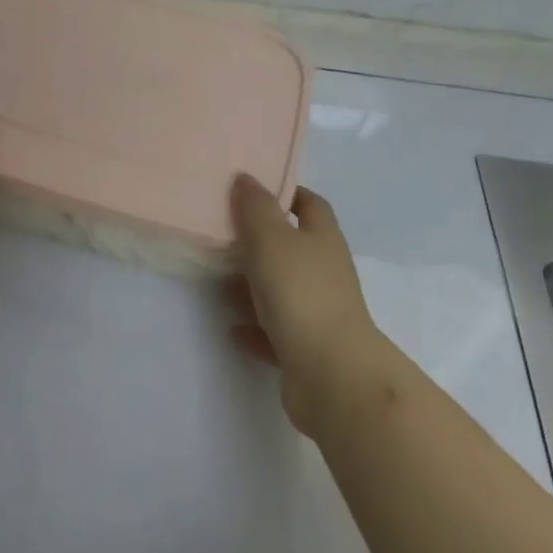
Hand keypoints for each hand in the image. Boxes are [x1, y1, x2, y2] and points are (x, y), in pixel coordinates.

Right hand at [228, 175, 380, 436]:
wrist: (332, 375)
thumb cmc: (301, 293)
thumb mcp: (271, 238)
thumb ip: (256, 207)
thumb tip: (246, 177)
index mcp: (323, 238)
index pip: (310, 204)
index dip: (287, 192)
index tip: (254, 189)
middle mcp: (326, 271)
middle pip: (294, 246)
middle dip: (262, 240)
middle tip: (225, 233)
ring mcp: (319, 312)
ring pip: (283, 289)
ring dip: (255, 285)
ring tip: (220, 280)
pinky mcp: (307, 349)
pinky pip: (276, 331)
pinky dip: (256, 326)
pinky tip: (233, 326)